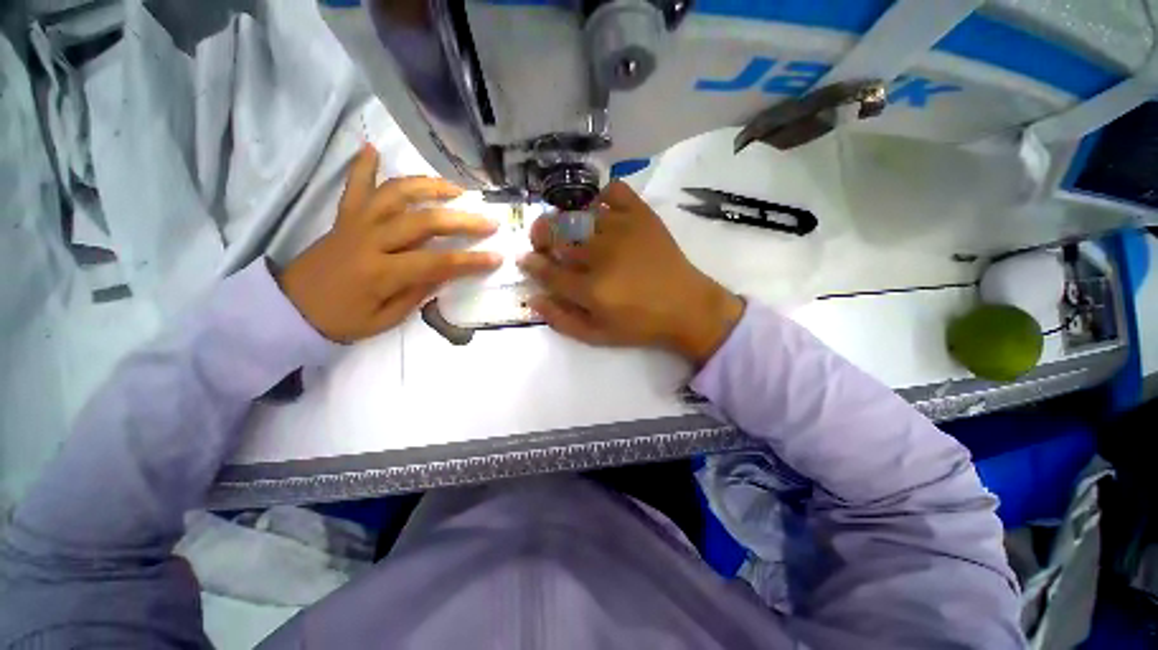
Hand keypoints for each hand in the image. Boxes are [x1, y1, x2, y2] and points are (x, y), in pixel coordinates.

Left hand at [279, 144, 501, 342]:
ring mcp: (356, 223)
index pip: (437, 263)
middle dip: (462, 221)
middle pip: (423, 222)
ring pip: (396, 194)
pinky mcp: (344, 217)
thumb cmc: (340, 320)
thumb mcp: (385, 319)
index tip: (496, 257)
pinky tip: (373, 148)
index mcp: (381, 273)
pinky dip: (363, 166)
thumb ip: (417, 293)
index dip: (470, 261)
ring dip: (429, 187)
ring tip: (455, 189)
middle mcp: (370, 241)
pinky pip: (355, 186)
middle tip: (488, 221)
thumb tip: (446, 273)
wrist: (289, 309)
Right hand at [519, 181, 743, 365]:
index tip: (525, 260)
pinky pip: (614, 191)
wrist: (687, 307)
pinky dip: (601, 197)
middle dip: (540, 236)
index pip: (547, 270)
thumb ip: (562, 320)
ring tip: (568, 229)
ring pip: (578, 213)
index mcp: (591, 289)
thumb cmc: (640, 325)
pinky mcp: (642, 216)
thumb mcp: (597, 336)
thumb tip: (533, 298)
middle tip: (542, 243)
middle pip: (556, 235)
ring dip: (565, 220)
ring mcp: (622, 230)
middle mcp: (602, 255)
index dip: (531, 264)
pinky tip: (600, 213)